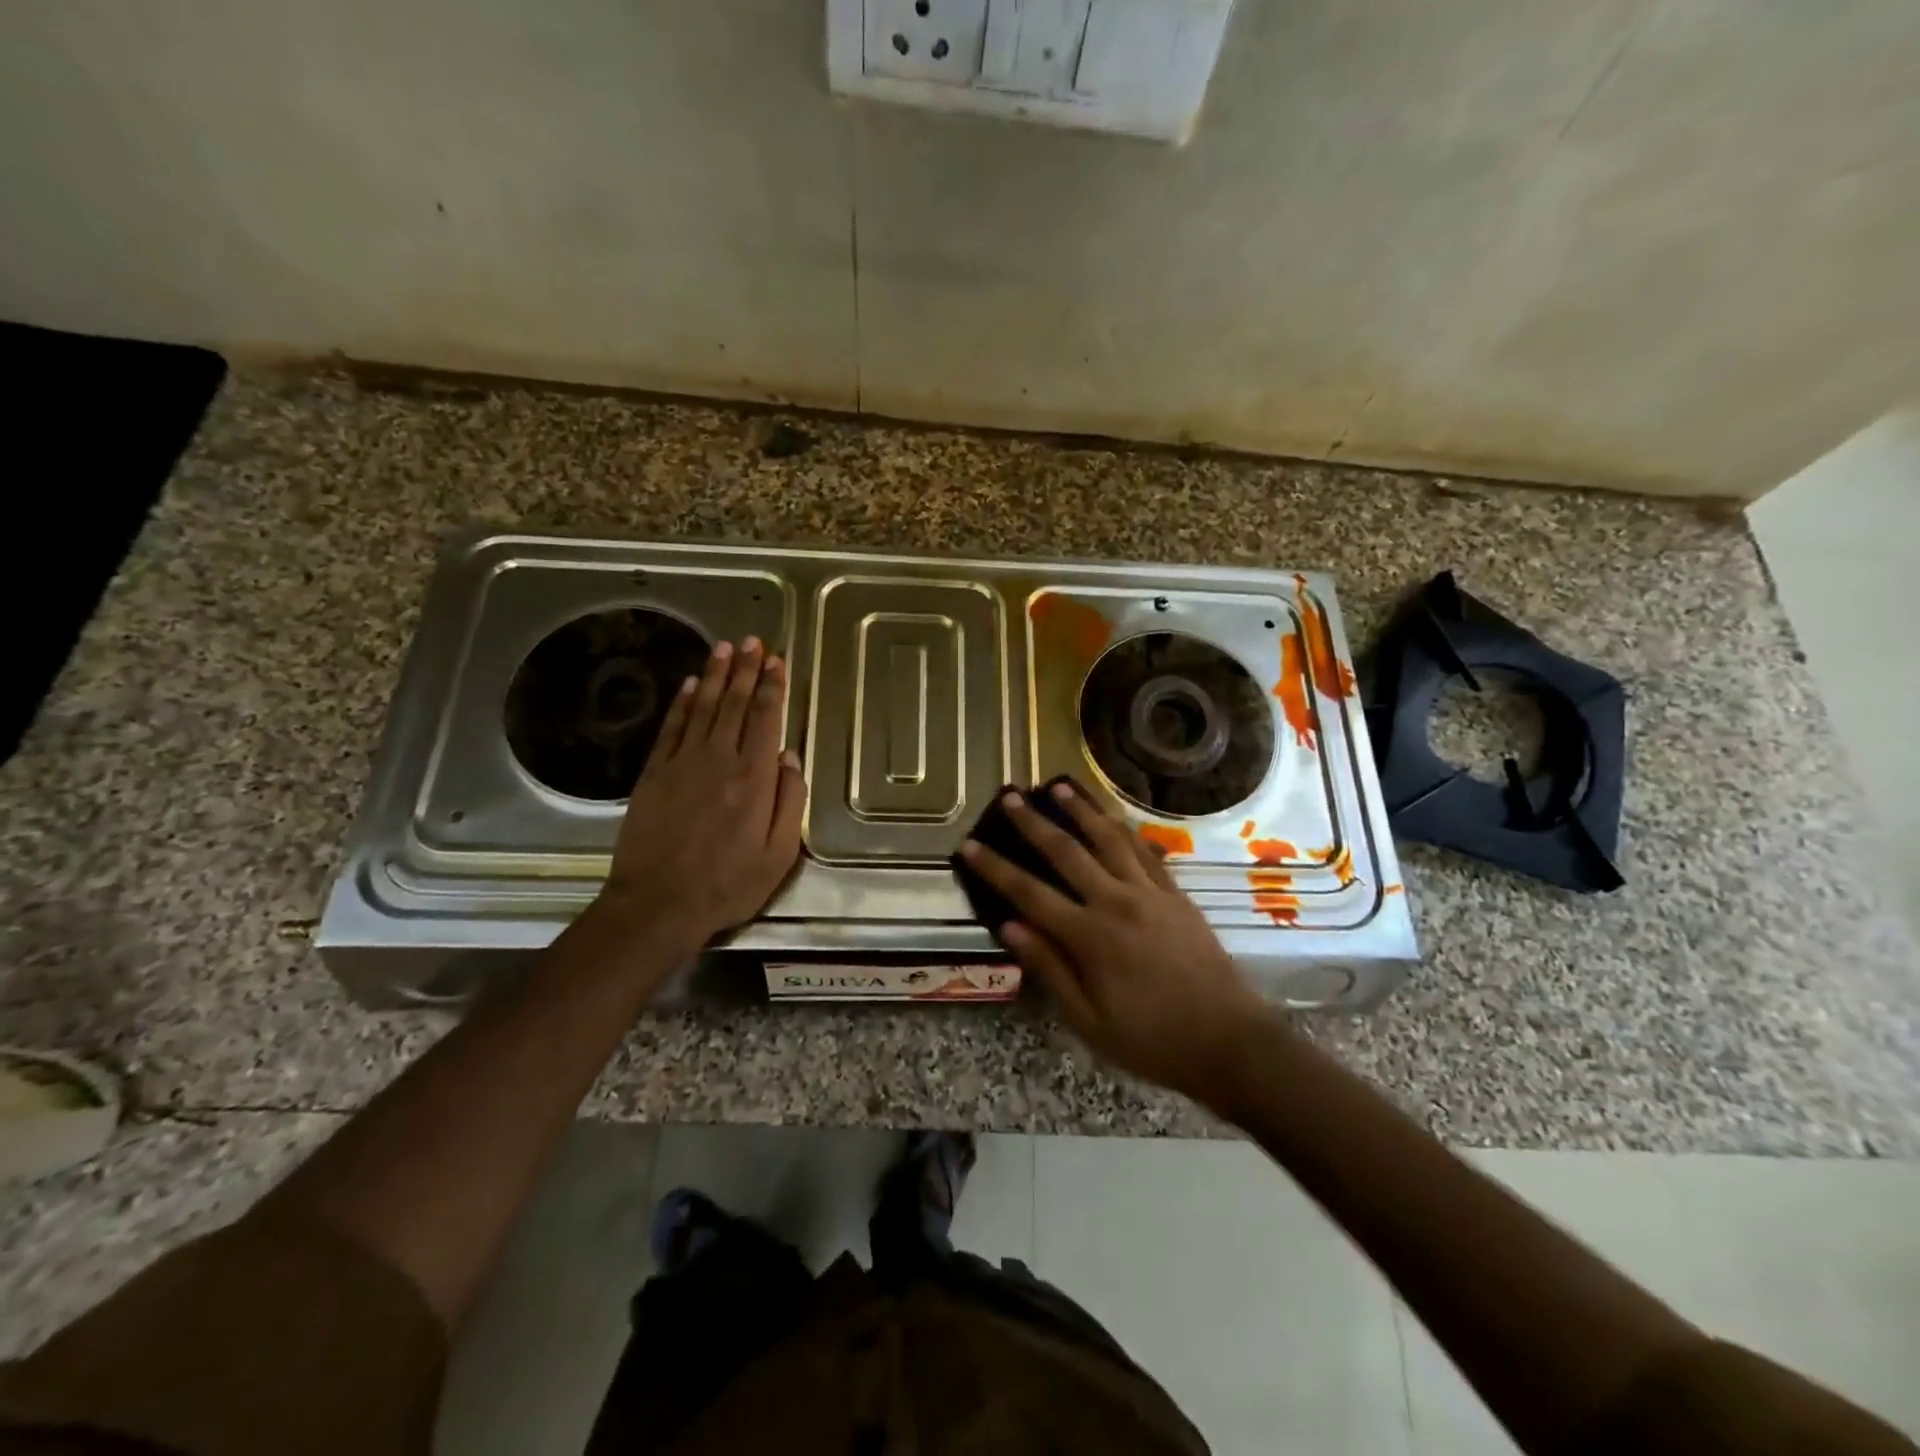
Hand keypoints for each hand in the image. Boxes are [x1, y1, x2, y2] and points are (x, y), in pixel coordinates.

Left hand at [597, 637, 806, 956]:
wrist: (658, 905)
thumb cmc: (728, 885)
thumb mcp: (779, 854)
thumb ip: (790, 801)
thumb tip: (790, 758)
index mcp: (755, 778)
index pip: (767, 719)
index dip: (773, 687)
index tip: (777, 661)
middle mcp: (720, 759)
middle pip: (735, 704)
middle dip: (746, 670)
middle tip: (753, 642)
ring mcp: (682, 763)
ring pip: (704, 708)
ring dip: (715, 676)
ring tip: (725, 648)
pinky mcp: (654, 774)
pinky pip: (671, 728)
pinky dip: (682, 703)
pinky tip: (690, 685)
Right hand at [958, 783, 1272, 1108]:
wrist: (1230, 1042)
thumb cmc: (1152, 1040)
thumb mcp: (1089, 1021)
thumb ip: (1049, 968)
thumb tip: (1010, 926)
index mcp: (1089, 937)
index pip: (1029, 892)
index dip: (995, 868)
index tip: (969, 845)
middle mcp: (1116, 902)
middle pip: (1066, 851)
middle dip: (1033, 822)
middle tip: (1011, 796)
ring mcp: (1150, 893)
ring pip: (1108, 838)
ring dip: (1081, 810)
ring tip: (1059, 787)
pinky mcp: (1176, 894)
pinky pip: (1145, 851)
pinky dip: (1124, 830)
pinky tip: (1112, 818)